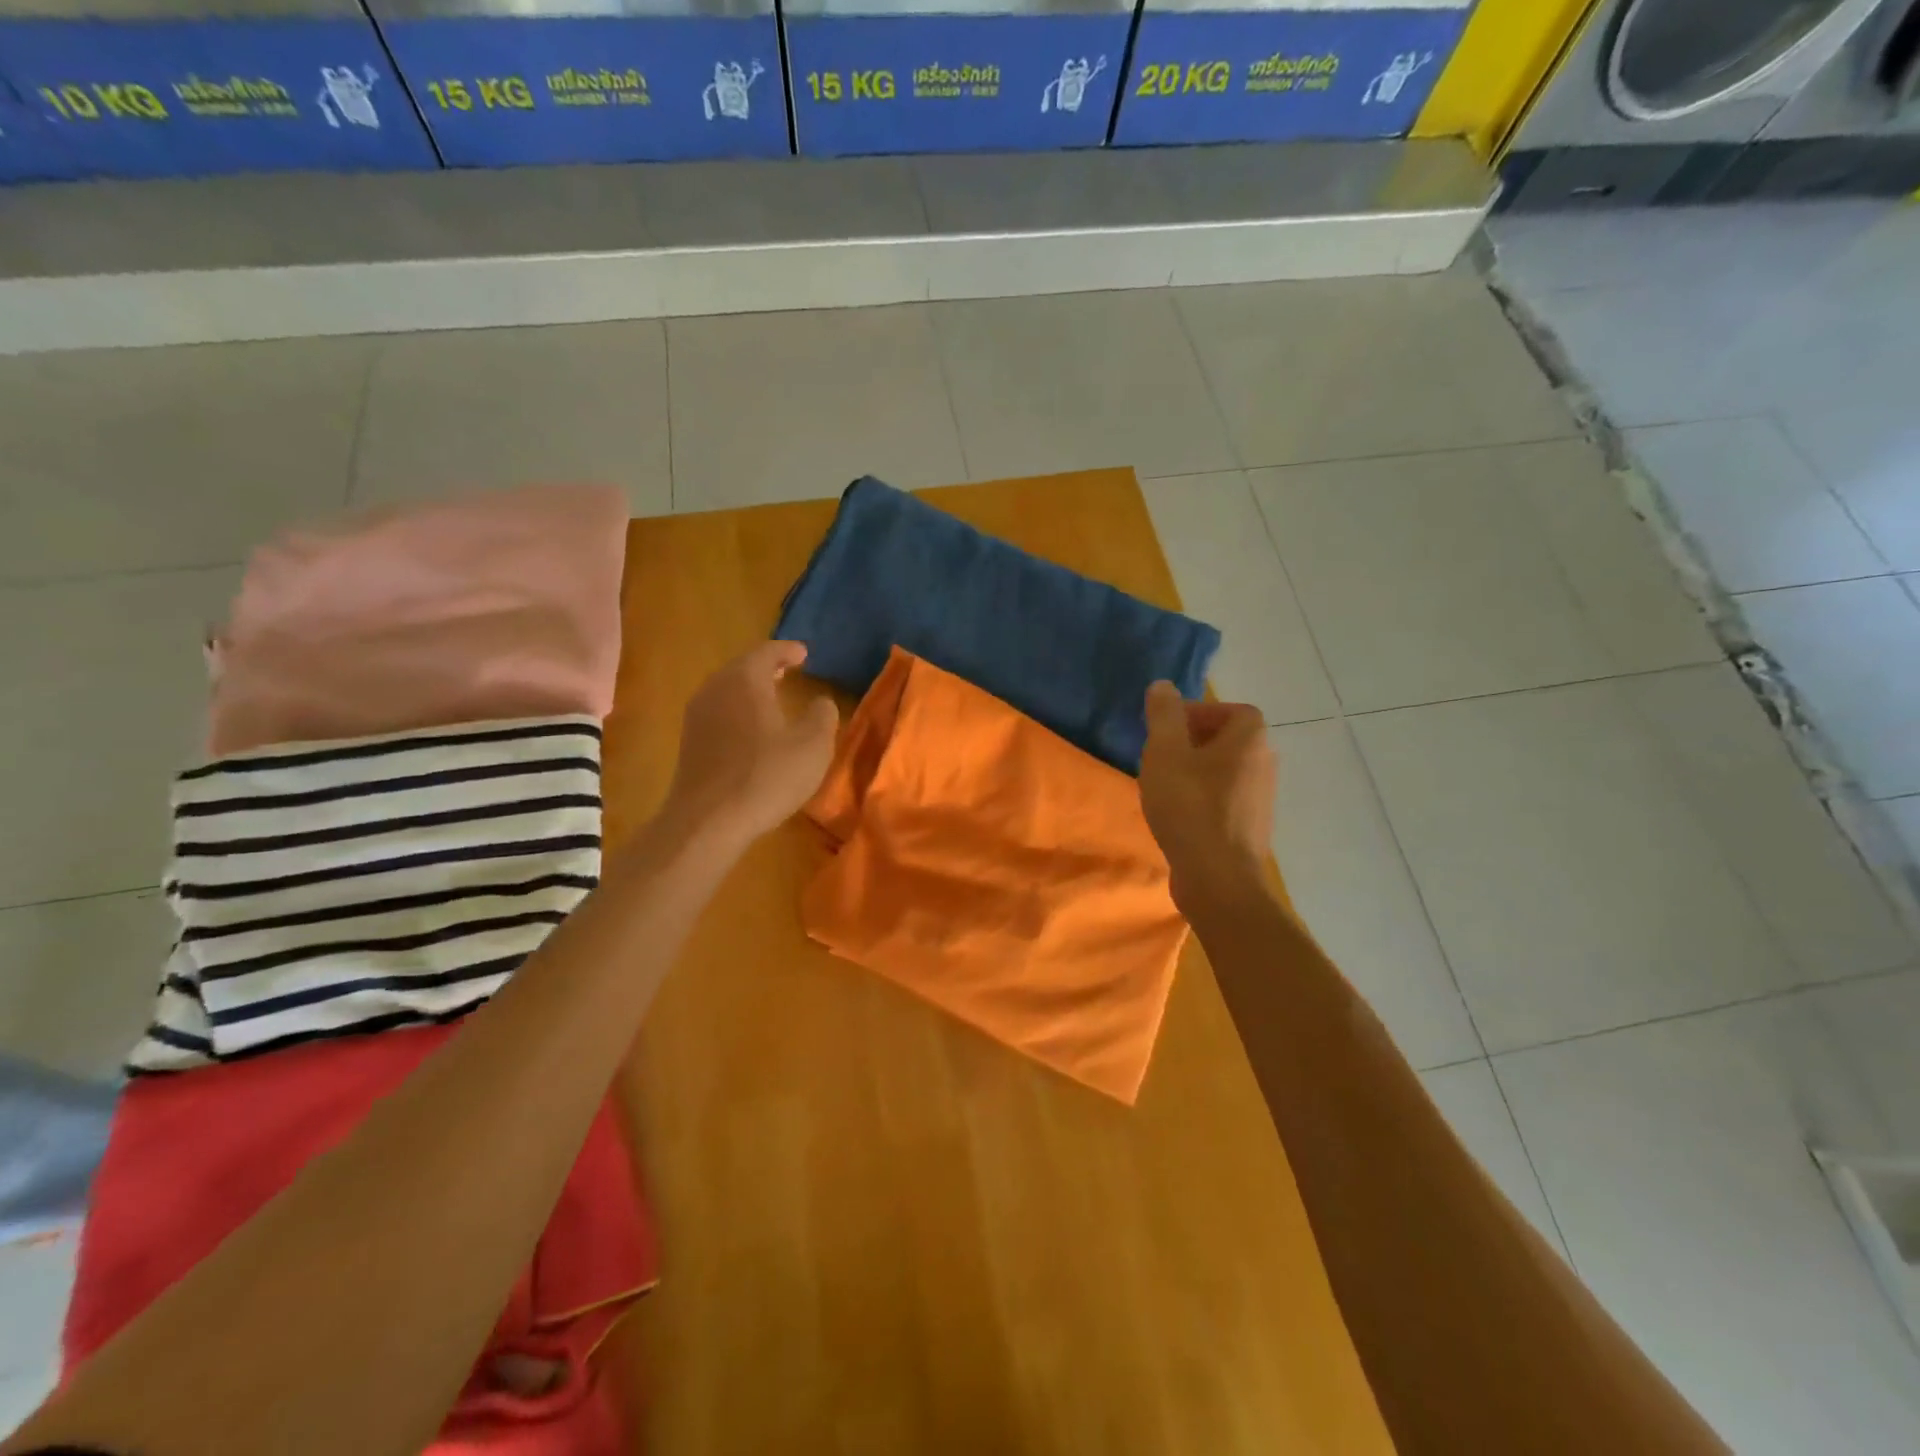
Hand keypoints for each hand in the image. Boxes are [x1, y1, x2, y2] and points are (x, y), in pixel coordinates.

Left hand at [663, 642, 839, 845]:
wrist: (708, 821)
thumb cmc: (766, 776)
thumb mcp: (813, 746)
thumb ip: (822, 716)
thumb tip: (821, 702)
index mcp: (744, 679)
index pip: (767, 651)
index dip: (788, 650)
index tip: (804, 654)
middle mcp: (715, 688)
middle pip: (742, 667)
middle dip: (767, 667)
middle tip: (788, 670)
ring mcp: (697, 716)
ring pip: (727, 690)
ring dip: (750, 690)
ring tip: (772, 697)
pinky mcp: (689, 743)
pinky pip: (718, 712)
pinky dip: (738, 710)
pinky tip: (752, 729)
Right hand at [1139, 682, 1273, 915]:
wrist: (1218, 878)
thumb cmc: (1190, 807)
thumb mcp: (1165, 753)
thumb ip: (1163, 716)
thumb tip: (1163, 686)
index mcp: (1250, 741)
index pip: (1234, 711)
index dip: (1202, 713)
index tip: (1170, 729)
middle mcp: (1265, 765)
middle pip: (1230, 741)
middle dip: (1194, 742)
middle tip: (1161, 756)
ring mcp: (1261, 800)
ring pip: (1226, 772)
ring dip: (1197, 772)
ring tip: (1165, 786)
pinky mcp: (1250, 829)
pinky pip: (1225, 800)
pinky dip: (1203, 799)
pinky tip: (1178, 815)